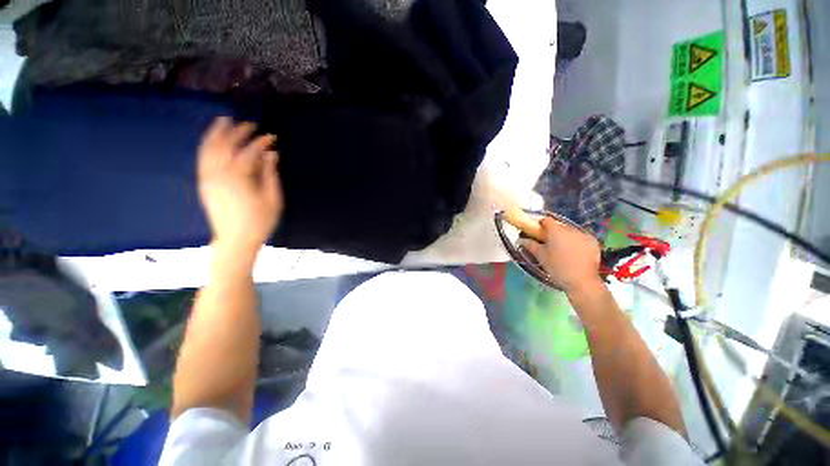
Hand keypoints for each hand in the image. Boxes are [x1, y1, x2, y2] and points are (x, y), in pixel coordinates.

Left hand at [197, 117, 282, 257]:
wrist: (236, 240)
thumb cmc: (259, 221)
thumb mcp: (272, 198)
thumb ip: (270, 174)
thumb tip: (271, 154)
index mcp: (239, 177)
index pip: (249, 151)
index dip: (261, 142)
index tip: (271, 137)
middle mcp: (219, 173)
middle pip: (225, 145)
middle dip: (237, 131)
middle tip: (248, 124)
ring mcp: (208, 178)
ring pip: (209, 149)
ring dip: (216, 133)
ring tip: (223, 121)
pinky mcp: (204, 184)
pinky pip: (202, 159)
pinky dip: (207, 146)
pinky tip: (212, 141)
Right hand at [519, 217, 602, 294]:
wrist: (581, 281)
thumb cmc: (557, 267)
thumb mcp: (540, 256)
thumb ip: (530, 245)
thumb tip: (520, 240)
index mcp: (556, 231)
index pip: (546, 220)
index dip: (540, 225)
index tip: (537, 233)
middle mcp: (571, 229)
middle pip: (559, 226)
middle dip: (553, 233)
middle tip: (548, 244)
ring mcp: (584, 235)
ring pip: (571, 232)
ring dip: (565, 237)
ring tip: (562, 250)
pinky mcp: (593, 243)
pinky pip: (581, 238)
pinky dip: (576, 242)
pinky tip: (574, 253)